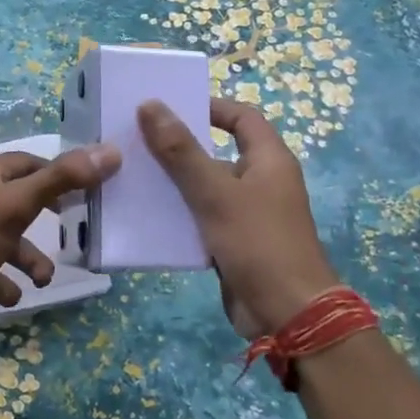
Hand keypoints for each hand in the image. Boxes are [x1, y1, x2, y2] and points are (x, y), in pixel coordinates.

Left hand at [0, 143, 121, 321]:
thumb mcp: (20, 203)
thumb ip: (64, 179)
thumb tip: (110, 151)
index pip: (30, 163)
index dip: (59, 174)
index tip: (88, 190)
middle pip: (22, 200)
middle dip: (48, 219)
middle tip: (75, 227)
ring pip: (10, 240)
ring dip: (30, 260)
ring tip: (43, 279)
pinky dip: (5, 282)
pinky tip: (14, 294)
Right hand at [138, 98, 339, 337]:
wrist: (287, 313)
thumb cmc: (257, 242)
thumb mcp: (214, 192)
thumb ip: (180, 150)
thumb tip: (150, 105)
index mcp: (269, 160)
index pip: (242, 117)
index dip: (210, 107)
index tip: (169, 108)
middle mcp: (262, 182)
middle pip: (218, 152)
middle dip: (179, 148)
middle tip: (137, 143)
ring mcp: (249, 215)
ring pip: (206, 189)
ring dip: (174, 184)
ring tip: (132, 177)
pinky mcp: (235, 243)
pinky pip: (203, 220)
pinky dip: (179, 216)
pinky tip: (146, 218)